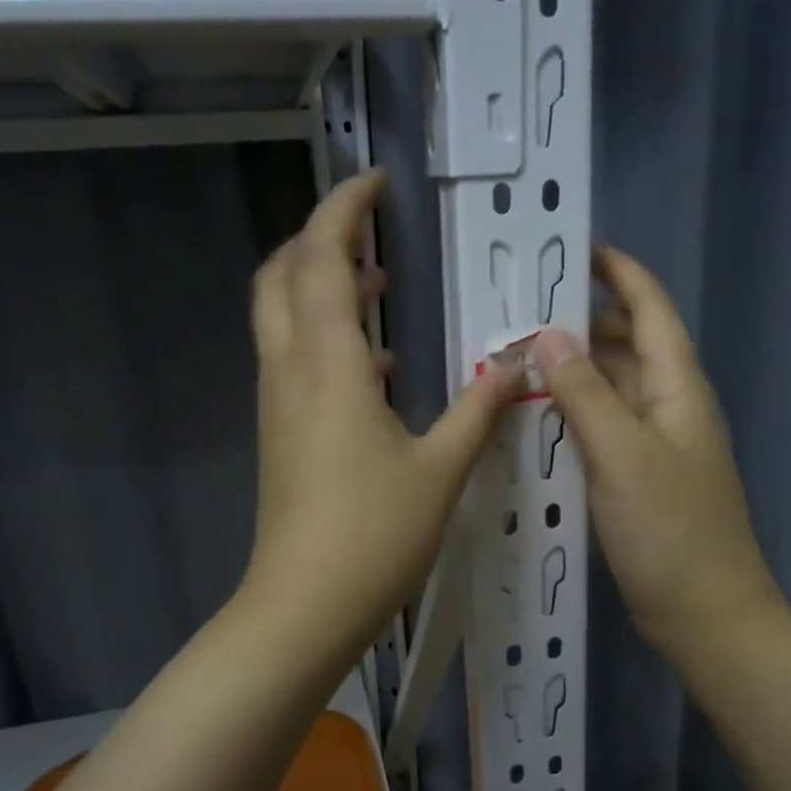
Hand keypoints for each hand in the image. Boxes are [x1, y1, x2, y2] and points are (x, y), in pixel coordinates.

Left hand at [240, 170, 523, 658]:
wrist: (304, 606)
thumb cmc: (374, 534)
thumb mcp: (440, 469)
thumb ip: (477, 409)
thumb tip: (513, 366)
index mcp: (327, 363)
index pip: (322, 258)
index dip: (344, 209)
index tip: (376, 183)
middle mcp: (290, 369)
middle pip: (282, 276)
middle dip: (321, 240)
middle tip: (373, 232)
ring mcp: (277, 402)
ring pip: (282, 317)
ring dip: (322, 287)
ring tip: (380, 287)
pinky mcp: (279, 432)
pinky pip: (294, 359)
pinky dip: (326, 337)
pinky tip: (377, 366)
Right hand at [535, 245, 788, 671]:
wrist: (707, 615)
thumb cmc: (671, 530)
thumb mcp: (622, 454)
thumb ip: (585, 392)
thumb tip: (549, 335)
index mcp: (678, 387)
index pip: (650, 310)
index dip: (620, 273)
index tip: (576, 249)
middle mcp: (670, 406)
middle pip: (626, 345)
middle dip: (580, 324)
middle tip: (520, 316)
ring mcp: (655, 445)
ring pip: (611, 388)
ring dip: (572, 371)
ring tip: (517, 362)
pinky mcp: (639, 478)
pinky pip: (603, 428)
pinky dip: (573, 414)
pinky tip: (536, 419)